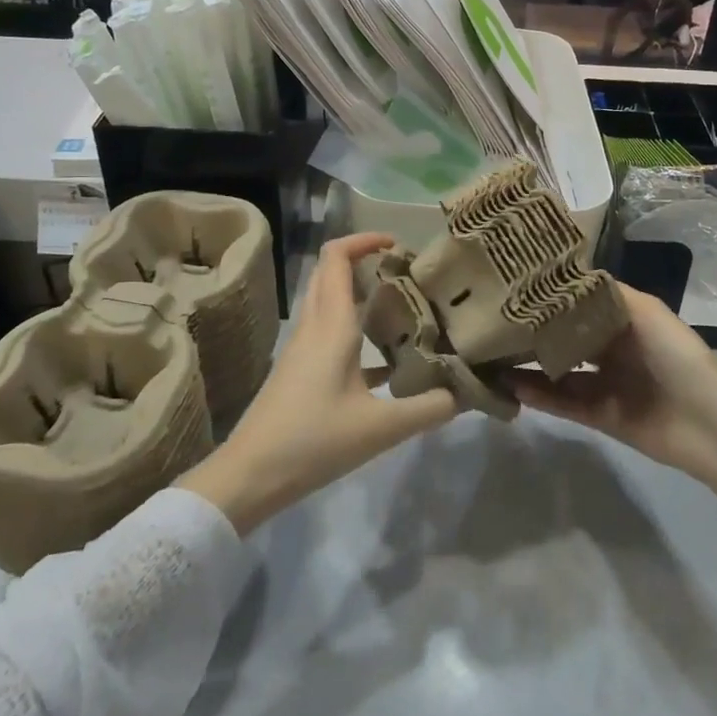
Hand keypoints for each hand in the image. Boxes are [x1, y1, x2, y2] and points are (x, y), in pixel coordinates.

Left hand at [177, 233, 460, 534]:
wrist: (251, 475)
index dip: (365, 240)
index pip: (337, 258)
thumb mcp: (380, 429)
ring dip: (358, 291)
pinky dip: (354, 327)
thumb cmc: (313, 441)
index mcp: (332, 326)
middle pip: (331, 271)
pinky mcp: (300, 370)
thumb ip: (428, 409)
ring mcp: (303, 348)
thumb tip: (465, 393)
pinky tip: (386, 357)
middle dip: (364, 260)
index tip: (399, 245)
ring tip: (401, 304)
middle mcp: (315, 326)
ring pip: (329, 300)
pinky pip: (328, 330)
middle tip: (405, 272)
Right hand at [512, 284, 716, 571]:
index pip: (580, 304)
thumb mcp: (646, 311)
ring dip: (530, 365)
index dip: (551, 296)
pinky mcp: (600, 417)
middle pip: (566, 337)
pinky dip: (540, 396)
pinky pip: (564, 403)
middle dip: (535, 331)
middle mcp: (612, 349)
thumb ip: (606, 294)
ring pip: (559, 371)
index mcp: (624, 321)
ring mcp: (605, 384)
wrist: (710, 423)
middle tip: (495, 322)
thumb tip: (566, 274)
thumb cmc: (677, 356)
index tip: (515, 285)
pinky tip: (512, 386)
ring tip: (493, 356)